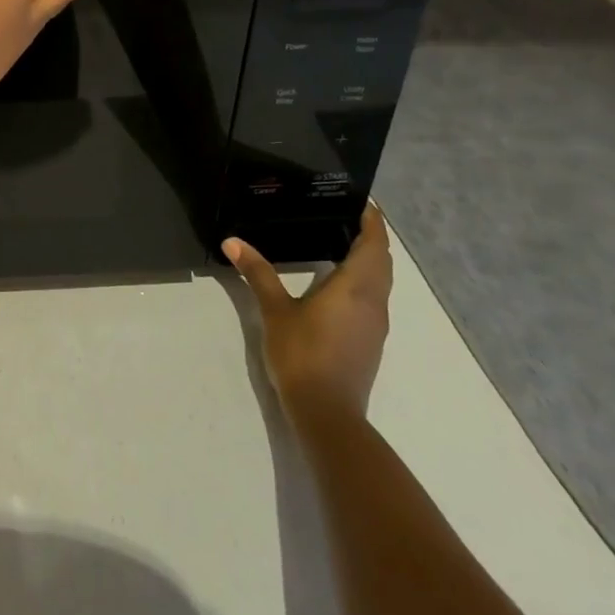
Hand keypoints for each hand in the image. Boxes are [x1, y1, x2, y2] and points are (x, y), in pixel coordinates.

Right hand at [224, 205, 393, 420]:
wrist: (327, 414)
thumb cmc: (303, 354)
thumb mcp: (275, 310)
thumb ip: (257, 273)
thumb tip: (232, 241)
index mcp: (356, 287)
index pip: (374, 243)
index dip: (372, 220)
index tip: (361, 199)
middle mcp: (374, 301)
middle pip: (382, 260)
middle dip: (370, 236)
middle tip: (345, 213)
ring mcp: (375, 324)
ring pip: (381, 281)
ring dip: (370, 259)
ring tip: (341, 240)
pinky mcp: (370, 341)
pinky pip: (374, 297)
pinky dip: (364, 279)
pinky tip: (339, 281)